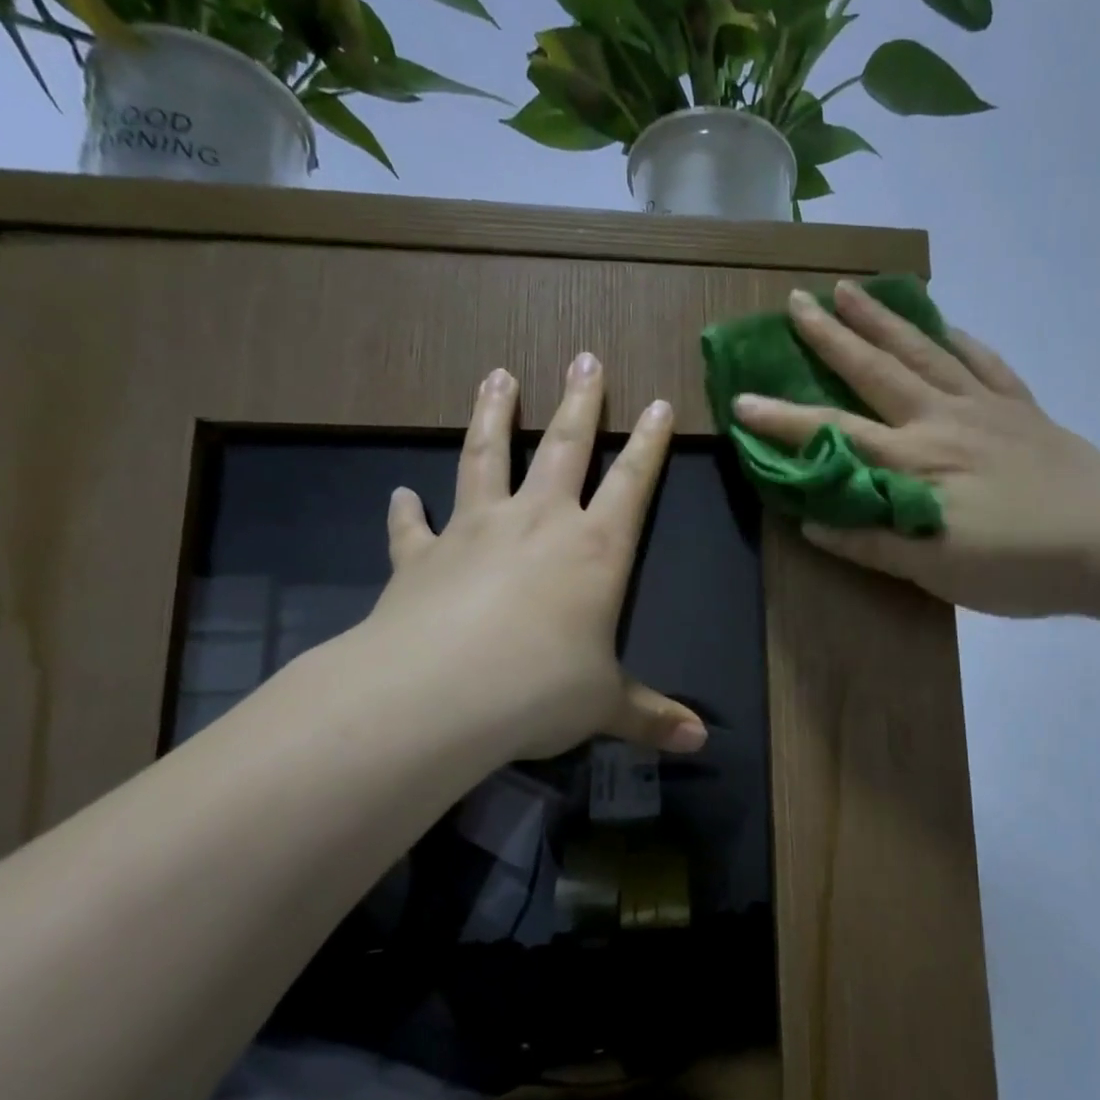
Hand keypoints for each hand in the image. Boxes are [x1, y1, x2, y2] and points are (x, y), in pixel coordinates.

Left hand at [352, 353, 705, 761]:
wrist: (440, 693)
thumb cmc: (541, 691)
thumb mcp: (606, 706)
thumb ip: (651, 716)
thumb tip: (699, 742)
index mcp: (595, 550)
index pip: (633, 483)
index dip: (650, 444)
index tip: (659, 404)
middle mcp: (538, 523)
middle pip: (564, 446)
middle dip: (580, 401)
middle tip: (585, 357)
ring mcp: (475, 531)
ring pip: (486, 458)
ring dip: (494, 415)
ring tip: (496, 376)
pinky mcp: (420, 556)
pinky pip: (412, 525)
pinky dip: (405, 510)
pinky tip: (400, 493)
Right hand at [732, 282, 1099, 617]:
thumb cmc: (1019, 566)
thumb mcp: (935, 570)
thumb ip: (872, 541)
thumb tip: (812, 520)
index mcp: (917, 462)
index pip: (835, 435)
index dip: (785, 419)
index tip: (741, 399)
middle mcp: (943, 421)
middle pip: (877, 371)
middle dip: (830, 337)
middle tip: (795, 302)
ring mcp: (986, 408)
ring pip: (925, 353)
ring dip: (883, 320)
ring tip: (851, 289)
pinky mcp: (1023, 410)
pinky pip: (985, 363)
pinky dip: (961, 340)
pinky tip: (946, 324)